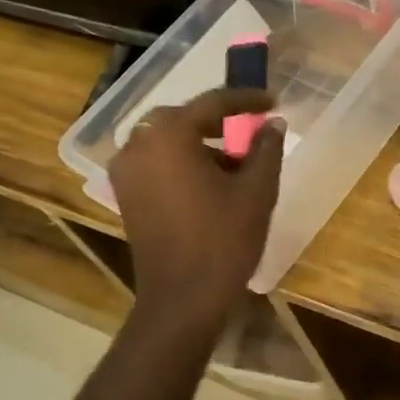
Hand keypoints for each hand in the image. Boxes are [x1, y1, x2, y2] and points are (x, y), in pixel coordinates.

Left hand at [109, 88, 284, 334]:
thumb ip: (266, 149)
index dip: (246, 99)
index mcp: (169, 136)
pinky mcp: (125, 195)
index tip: (272, 100)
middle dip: (219, 121)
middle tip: (251, 128)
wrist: (182, 299)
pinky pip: (156, 162)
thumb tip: (273, 124)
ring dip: (200, 143)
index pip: (212, 103)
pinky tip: (210, 181)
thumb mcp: (256, 192)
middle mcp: (139, 144)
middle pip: (183, 118)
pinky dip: (181, 161)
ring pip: (167, 141)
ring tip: (237, 162)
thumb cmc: (223, 241)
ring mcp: (126, 171)